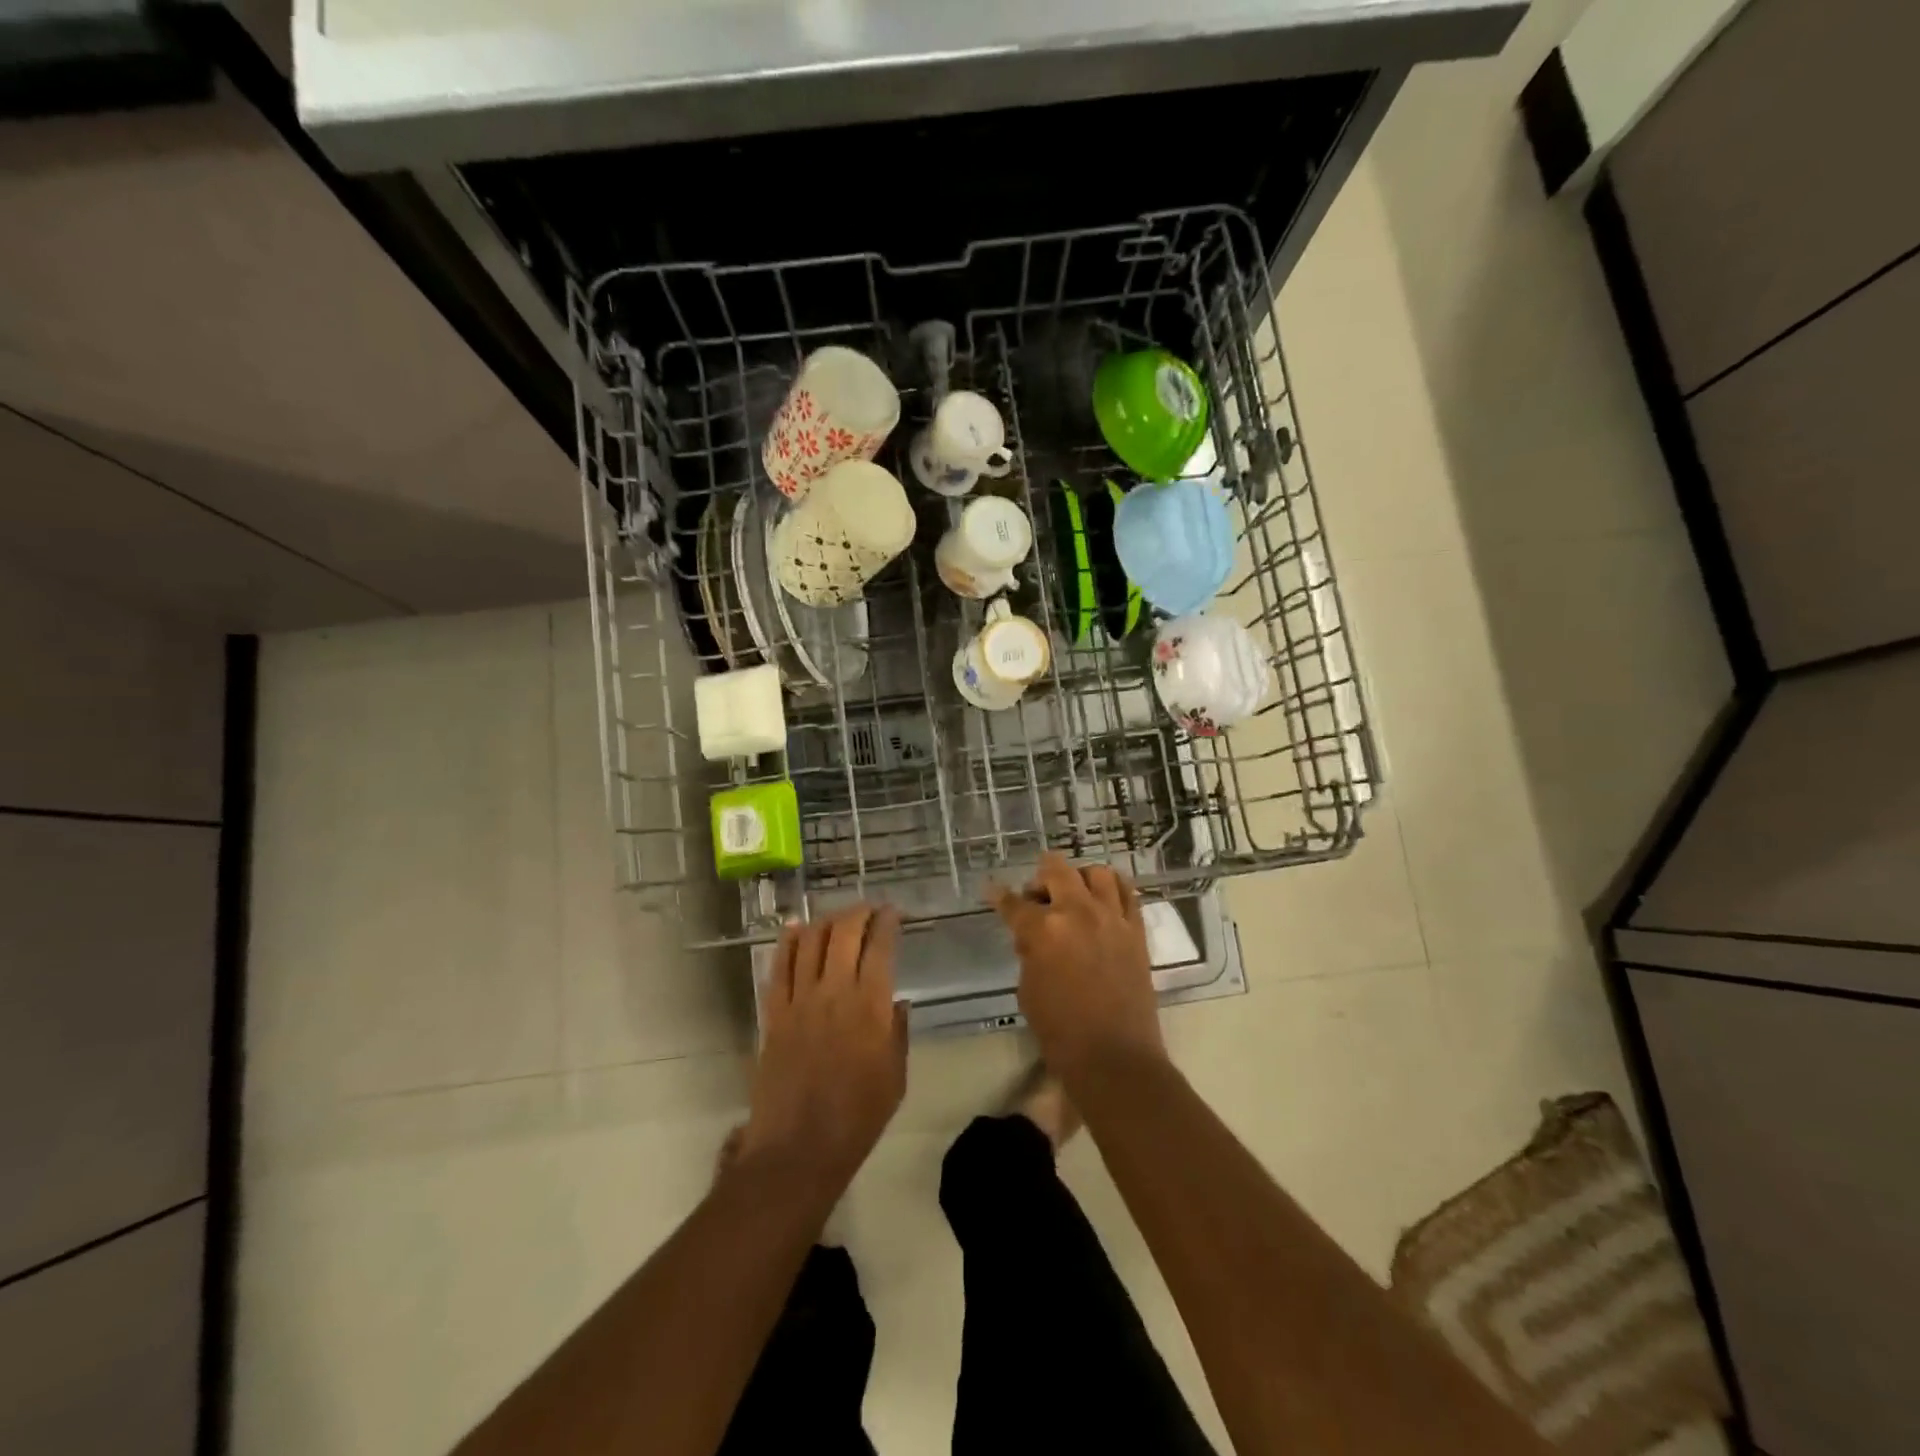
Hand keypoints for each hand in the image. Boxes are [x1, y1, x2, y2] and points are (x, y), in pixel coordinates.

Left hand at [739, 905, 907, 1198]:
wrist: (799, 1148)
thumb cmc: (857, 1117)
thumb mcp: (896, 1077)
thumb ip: (898, 1033)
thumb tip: (897, 1001)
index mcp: (870, 1006)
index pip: (879, 947)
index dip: (887, 922)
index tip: (893, 912)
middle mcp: (834, 992)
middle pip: (843, 933)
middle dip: (858, 912)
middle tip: (868, 910)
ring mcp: (799, 1000)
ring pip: (810, 942)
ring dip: (825, 921)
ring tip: (837, 917)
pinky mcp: (774, 1014)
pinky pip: (779, 967)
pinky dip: (787, 942)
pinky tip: (794, 929)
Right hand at [992, 853, 1166, 1085]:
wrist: (1115, 1057)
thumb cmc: (1061, 1031)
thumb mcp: (1028, 990)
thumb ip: (1029, 953)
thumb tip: (1033, 937)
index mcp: (1043, 930)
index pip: (1014, 903)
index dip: (999, 897)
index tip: (992, 890)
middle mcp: (1078, 912)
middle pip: (1056, 870)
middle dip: (1040, 876)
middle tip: (1036, 894)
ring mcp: (1111, 918)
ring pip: (1097, 873)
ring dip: (1080, 876)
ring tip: (1074, 892)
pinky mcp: (1136, 930)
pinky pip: (1128, 893)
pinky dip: (1114, 888)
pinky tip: (1104, 898)